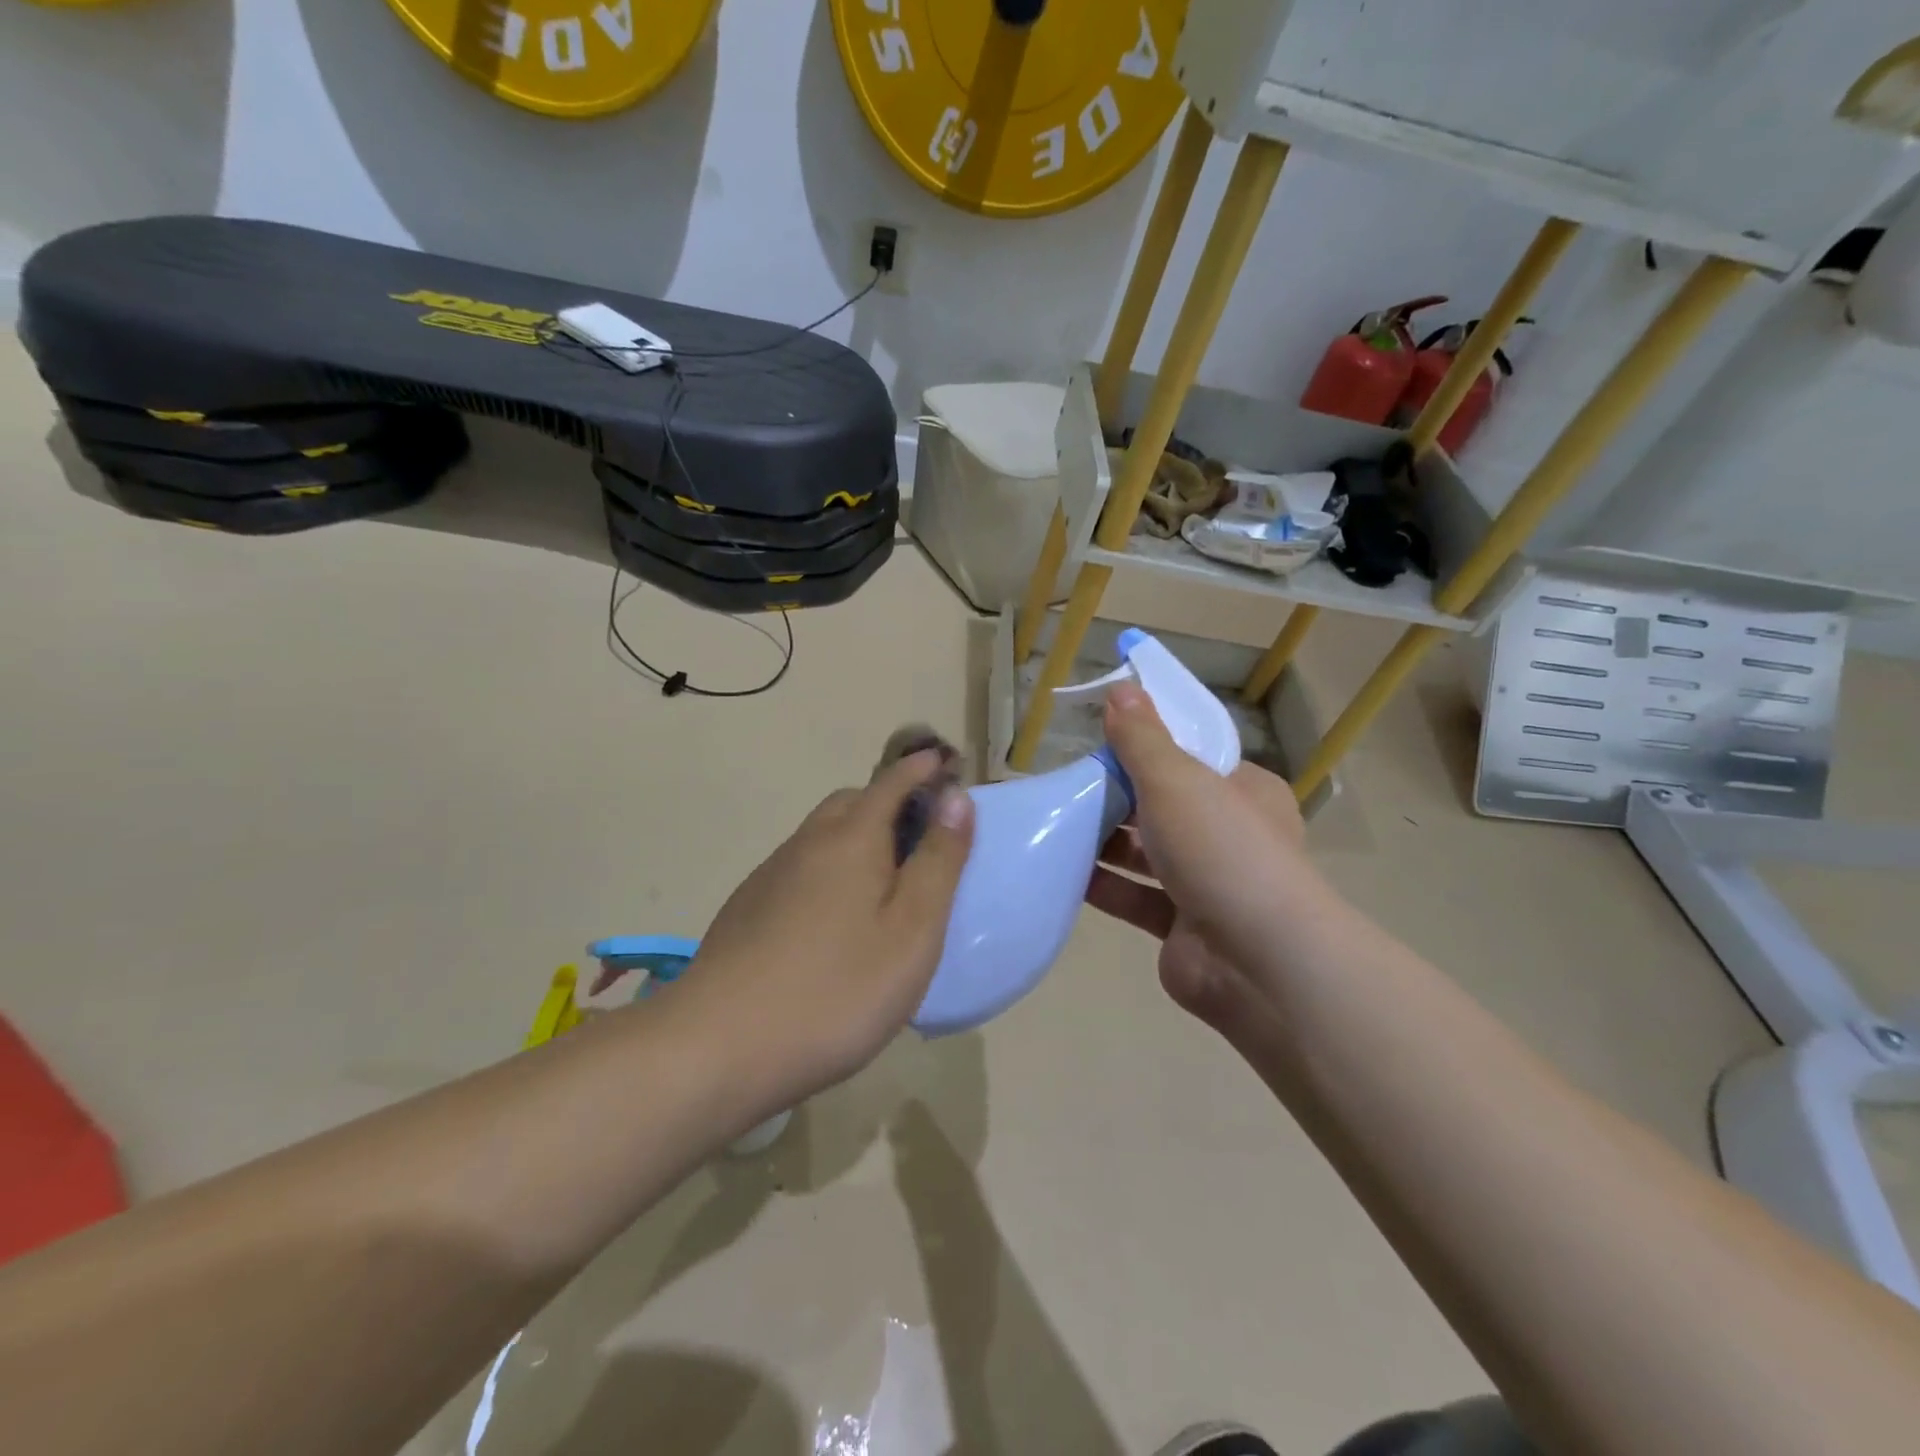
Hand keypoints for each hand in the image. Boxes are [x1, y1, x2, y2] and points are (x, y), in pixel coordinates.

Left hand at [673, 749, 973, 1107]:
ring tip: (882, 883)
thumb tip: (955, 798)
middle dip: (888, 802)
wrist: (718, 1045)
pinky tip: (833, 921)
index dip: (922, 769)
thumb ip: (938, 860)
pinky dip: (828, 871)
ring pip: (822, 836)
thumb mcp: (912, 930)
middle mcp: (807, 843)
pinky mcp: (747, 908)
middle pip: (851, 802)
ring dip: (856, 838)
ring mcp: (770, 876)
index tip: (944, 763)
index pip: (893, 782)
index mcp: (852, 838)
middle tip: (920, 837)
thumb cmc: (837, 989)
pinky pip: (800, 868)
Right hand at [1083, 682, 1312, 1034]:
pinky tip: (1061, 870)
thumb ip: (1142, 737)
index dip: (1145, 745)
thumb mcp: (1177, 779)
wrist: (1258, 961)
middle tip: (1066, 782)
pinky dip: (1103, 885)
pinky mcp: (1180, 926)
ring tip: (1054, 822)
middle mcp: (1227, 834)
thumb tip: (1120, 687)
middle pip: (1161, 805)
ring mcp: (1206, 884)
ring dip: (1104, 840)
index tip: (1098, 739)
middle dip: (1116, 794)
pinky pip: (1134, 897)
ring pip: (1145, 853)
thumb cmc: (1222, 849)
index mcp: (1242, 791)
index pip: (1190, 757)